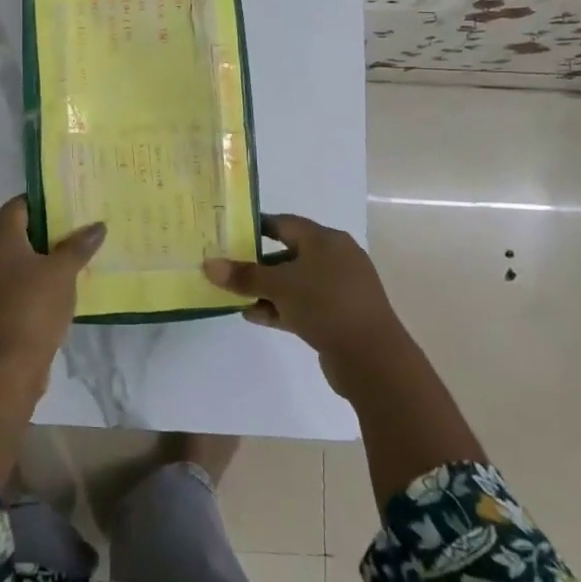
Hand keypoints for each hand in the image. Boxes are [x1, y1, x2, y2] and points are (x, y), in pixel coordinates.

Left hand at [0, 196, 105, 388]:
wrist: (5, 369)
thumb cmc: (33, 309)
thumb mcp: (63, 273)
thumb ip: (79, 246)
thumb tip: (97, 225)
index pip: (16, 206)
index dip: (41, 201)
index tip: (66, 204)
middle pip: (13, 233)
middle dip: (43, 231)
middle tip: (75, 231)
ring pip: (11, 261)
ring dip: (37, 260)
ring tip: (70, 261)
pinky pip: (9, 286)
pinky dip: (29, 283)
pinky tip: (54, 292)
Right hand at [203, 214, 402, 385]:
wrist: (372, 358)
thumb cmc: (326, 305)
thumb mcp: (279, 286)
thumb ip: (243, 275)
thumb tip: (208, 265)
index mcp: (326, 240)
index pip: (285, 223)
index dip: (257, 226)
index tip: (230, 233)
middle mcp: (336, 258)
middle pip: (289, 253)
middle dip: (258, 263)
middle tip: (228, 267)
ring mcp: (339, 289)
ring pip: (295, 282)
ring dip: (266, 289)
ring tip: (235, 297)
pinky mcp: (339, 316)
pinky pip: (303, 305)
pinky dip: (280, 308)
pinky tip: (254, 316)